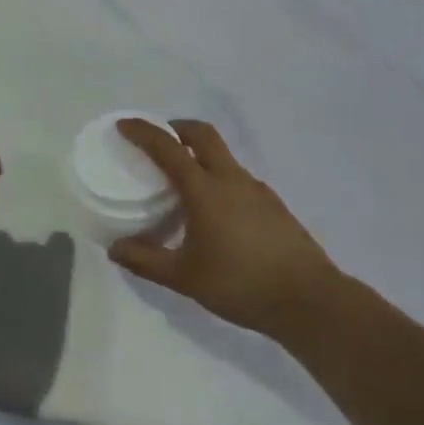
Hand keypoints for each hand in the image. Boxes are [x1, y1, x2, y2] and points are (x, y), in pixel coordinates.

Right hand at [108, 119, 339, 340]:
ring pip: (222, 155)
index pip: (167, 147)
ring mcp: (256, 188)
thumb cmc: (241, 284)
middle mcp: (230, 177)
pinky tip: (217, 213)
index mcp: (205, 188)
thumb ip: (148, 261)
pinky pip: (237, 177)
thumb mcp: (186, 277)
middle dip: (178, 128)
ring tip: (185, 183)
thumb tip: (114, 249)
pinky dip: (219, 178)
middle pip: (202, 134)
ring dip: (200, 154)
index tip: (124, 125)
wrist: (308, 299)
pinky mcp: (273, 204)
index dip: (143, 132)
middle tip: (160, 141)